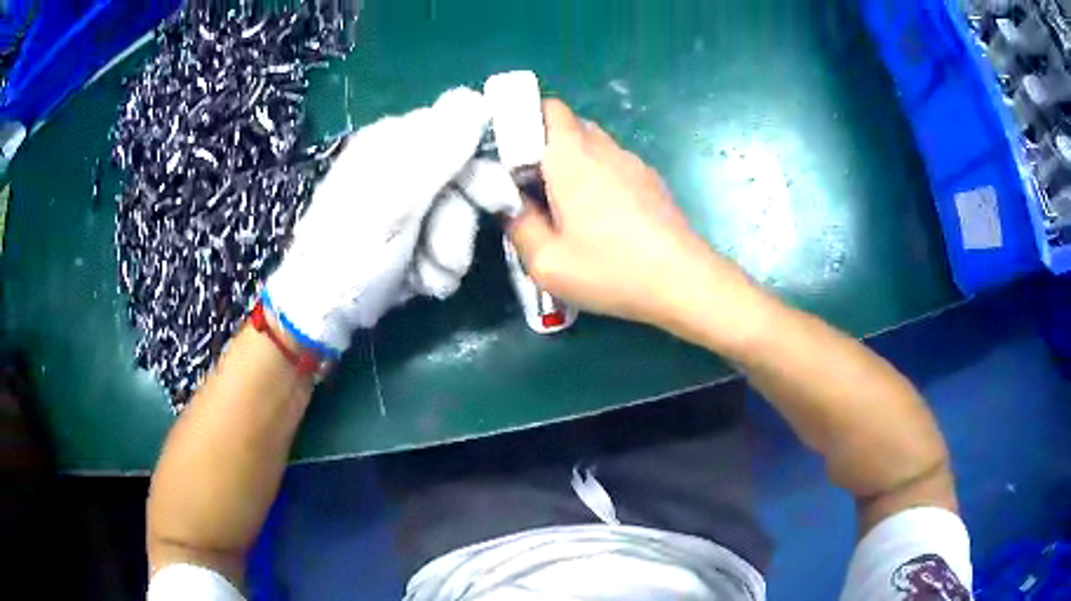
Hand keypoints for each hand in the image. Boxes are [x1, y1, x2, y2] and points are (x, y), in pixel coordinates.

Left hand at [265, 88, 506, 354]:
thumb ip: (438, 150)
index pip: (464, 128)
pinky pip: (447, 240)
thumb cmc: (352, 253)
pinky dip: (437, 266)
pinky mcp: (414, 233)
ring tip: (421, 272)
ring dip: (448, 253)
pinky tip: (416, 279)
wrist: (323, 311)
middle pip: (468, 177)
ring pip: (461, 216)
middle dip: (460, 223)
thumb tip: (479, 98)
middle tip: (446, 255)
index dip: (484, 164)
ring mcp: (410, 201)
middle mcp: (405, 163)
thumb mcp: (395, 199)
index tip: (496, 201)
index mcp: (396, 141)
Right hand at [508, 100, 749, 328]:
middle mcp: (604, 148)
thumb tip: (508, 204)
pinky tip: (601, 219)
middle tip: (528, 184)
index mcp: (572, 156)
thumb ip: (518, 225)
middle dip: (542, 146)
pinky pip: (614, 165)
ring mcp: (633, 163)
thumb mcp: (547, 261)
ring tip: (563, 206)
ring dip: (571, 163)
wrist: (683, 281)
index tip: (508, 151)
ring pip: (593, 145)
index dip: (523, 120)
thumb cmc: (611, 269)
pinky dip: (597, 177)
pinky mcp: (651, 181)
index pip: (547, 107)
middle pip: (568, 126)